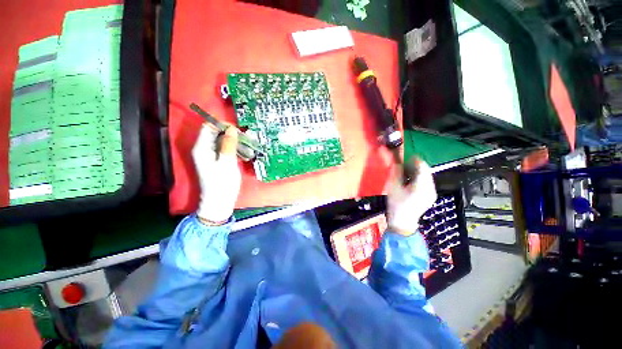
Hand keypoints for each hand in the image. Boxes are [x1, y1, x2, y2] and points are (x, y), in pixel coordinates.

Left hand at [192, 124, 241, 223]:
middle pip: (215, 133)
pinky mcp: (217, 160)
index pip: (208, 126)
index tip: (237, 130)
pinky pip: (225, 149)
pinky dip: (234, 149)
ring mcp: (210, 155)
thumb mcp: (227, 162)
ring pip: (222, 141)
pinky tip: (243, 154)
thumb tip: (231, 128)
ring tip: (246, 147)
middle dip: (230, 133)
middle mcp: (204, 148)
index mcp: (202, 147)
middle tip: (244, 139)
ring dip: (234, 142)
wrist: (219, 200)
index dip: (222, 125)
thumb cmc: (222, 182)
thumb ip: (228, 144)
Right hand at [387, 158, 436, 235]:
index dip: (415, 160)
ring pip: (426, 176)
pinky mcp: (430, 196)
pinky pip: (426, 182)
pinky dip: (419, 178)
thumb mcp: (393, 187)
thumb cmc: (396, 205)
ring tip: (405, 172)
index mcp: (422, 186)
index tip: (407, 156)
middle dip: (415, 166)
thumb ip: (396, 173)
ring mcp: (432, 193)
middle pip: (426, 171)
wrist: (403, 222)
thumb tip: (397, 162)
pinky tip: (410, 181)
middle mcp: (430, 188)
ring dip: (417, 172)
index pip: (422, 167)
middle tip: (404, 164)